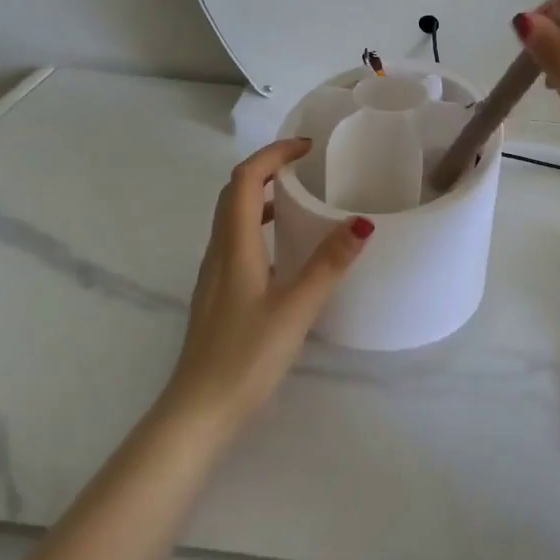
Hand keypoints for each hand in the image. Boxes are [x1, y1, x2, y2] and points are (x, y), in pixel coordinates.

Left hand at [163, 139, 372, 429]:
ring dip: (260, 196)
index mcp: (233, 246)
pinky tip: (282, 250)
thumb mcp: (296, 309)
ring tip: (298, 199)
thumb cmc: (246, 357)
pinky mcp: (217, 295)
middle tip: (305, 166)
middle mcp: (218, 252)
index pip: (244, 180)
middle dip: (267, 169)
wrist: (198, 411)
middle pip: (233, 193)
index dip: (273, 155)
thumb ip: (328, 264)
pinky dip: (257, 226)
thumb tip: (361, 223)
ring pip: (231, 218)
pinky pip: (235, 242)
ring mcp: (214, 275)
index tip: (307, 148)